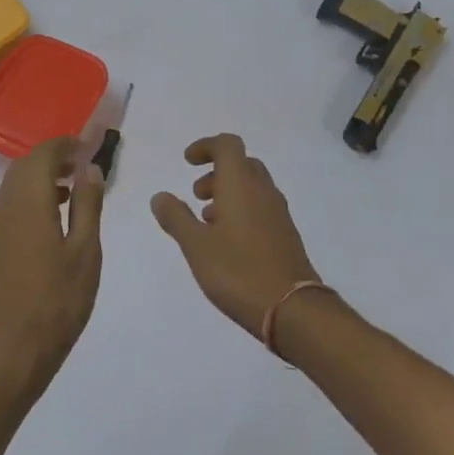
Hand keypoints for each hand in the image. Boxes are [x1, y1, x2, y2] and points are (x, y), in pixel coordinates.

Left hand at [0, 137, 105, 395]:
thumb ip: (87, 206)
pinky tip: (52, 220)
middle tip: (83, 165)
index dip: (66, 144)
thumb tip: (89, 168)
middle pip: (24, 166)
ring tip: (72, 191)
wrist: (9, 352)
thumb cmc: (56, 303)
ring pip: (14, 186)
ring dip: (41, 178)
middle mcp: (4, 207)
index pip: (43, 154)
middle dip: (53, 158)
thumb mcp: (85, 253)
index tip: (89, 145)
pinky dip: (31, 199)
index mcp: (28, 202)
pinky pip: (10, 206)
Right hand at [151, 134, 319, 337]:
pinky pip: (261, 209)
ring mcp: (279, 214)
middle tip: (196, 195)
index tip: (187, 162)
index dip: (205, 146)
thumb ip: (175, 217)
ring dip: (228, 193)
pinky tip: (227, 242)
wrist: (292, 309)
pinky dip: (241, 212)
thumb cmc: (238, 271)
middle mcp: (263, 192)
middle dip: (216, 172)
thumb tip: (160, 196)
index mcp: (241, 185)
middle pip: (242, 164)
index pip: (227, 145)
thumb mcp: (195, 245)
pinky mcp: (286, 236)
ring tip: (206, 222)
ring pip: (252, 188)